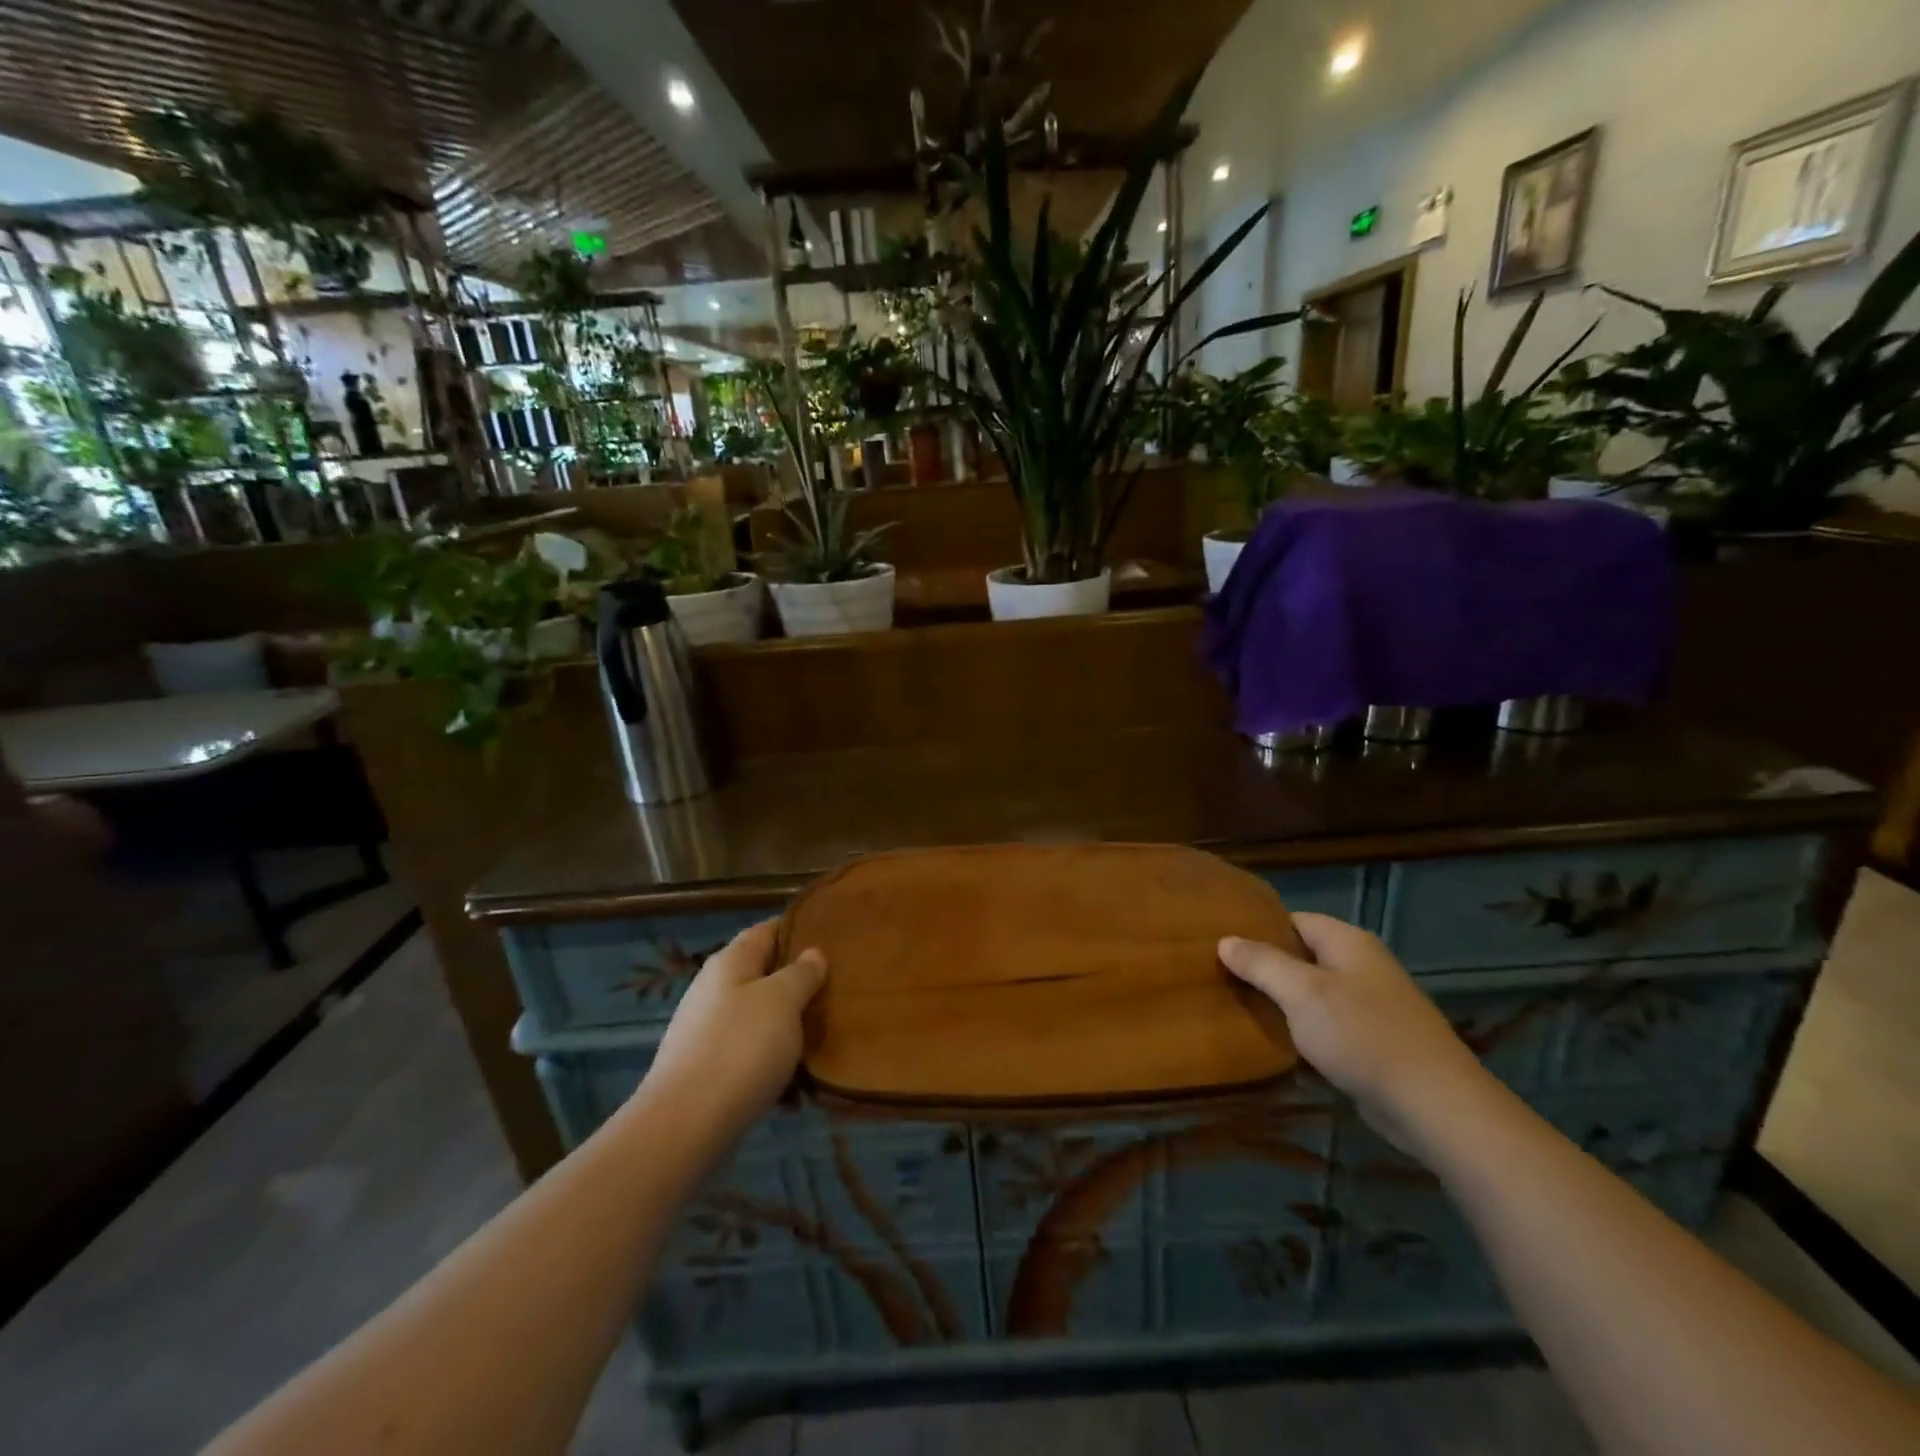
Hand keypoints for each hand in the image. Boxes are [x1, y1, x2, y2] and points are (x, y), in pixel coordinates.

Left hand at [642, 920, 825, 1141]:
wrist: (685, 1126)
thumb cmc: (740, 1048)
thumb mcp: (782, 1000)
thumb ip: (802, 974)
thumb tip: (812, 953)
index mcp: (730, 962)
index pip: (767, 930)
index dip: (798, 929)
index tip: (833, 936)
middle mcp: (715, 990)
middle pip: (764, 976)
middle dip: (799, 984)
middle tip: (839, 991)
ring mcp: (707, 1032)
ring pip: (759, 1019)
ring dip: (789, 1029)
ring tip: (825, 1039)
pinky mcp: (707, 1071)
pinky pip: (750, 1058)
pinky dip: (773, 1066)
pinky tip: (797, 1089)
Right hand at [1219, 913, 1493, 1152]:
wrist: (1435, 1106)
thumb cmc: (1363, 1036)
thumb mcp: (1302, 993)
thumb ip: (1262, 963)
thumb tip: (1225, 940)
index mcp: (1347, 942)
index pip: (1291, 919)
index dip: (1256, 929)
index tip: (1219, 943)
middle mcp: (1361, 965)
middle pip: (1301, 956)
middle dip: (1264, 966)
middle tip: (1221, 977)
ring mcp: (1371, 1005)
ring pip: (1312, 992)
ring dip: (1281, 1001)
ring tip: (1238, 1007)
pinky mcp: (1374, 1041)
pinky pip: (1327, 1024)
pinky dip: (1302, 1030)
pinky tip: (1277, 1043)